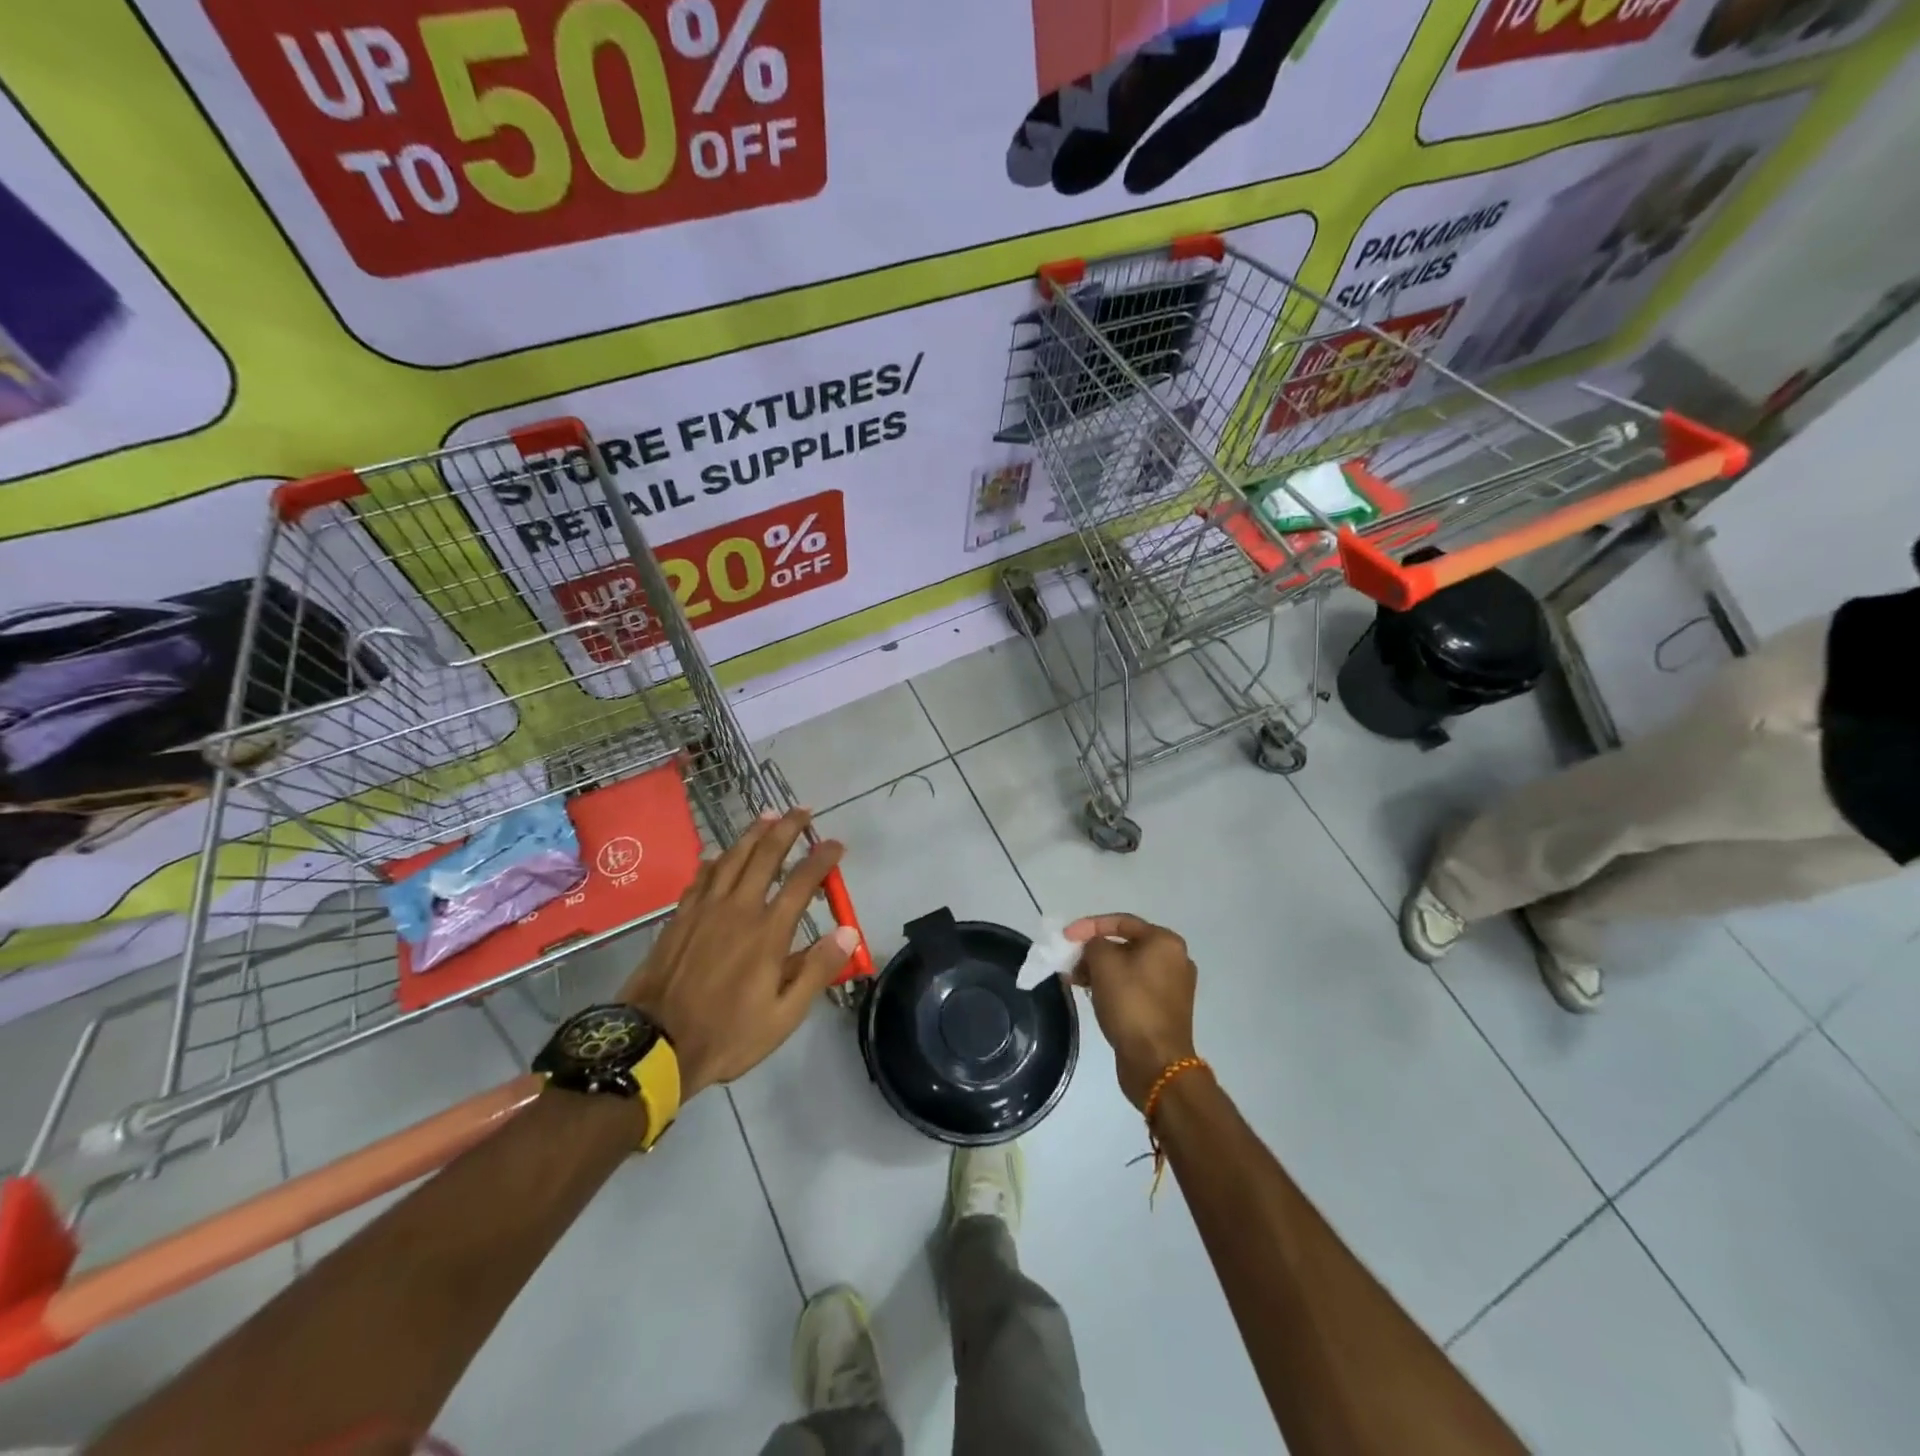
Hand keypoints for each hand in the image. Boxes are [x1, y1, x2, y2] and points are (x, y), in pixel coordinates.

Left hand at [619, 808, 859, 1098]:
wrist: (654, 1046)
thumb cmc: (727, 1034)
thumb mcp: (784, 1016)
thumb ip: (817, 970)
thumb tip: (848, 931)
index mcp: (767, 933)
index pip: (802, 882)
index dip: (822, 858)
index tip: (836, 844)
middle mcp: (738, 909)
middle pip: (765, 856)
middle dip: (787, 828)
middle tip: (802, 811)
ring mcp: (704, 910)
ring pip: (732, 858)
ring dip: (752, 833)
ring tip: (767, 816)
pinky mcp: (680, 918)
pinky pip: (701, 877)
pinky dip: (716, 860)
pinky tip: (719, 855)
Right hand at [1064, 913, 1198, 1110]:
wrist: (1156, 1062)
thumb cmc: (1130, 1003)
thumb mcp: (1103, 963)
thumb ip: (1093, 944)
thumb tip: (1095, 949)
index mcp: (1165, 941)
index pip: (1121, 921)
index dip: (1088, 926)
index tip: (1065, 938)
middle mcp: (1175, 959)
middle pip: (1125, 944)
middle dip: (1094, 952)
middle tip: (1070, 962)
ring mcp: (1173, 986)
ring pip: (1128, 967)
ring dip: (1100, 970)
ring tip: (1075, 981)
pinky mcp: (1166, 1009)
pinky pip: (1135, 987)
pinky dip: (1113, 986)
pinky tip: (1093, 995)